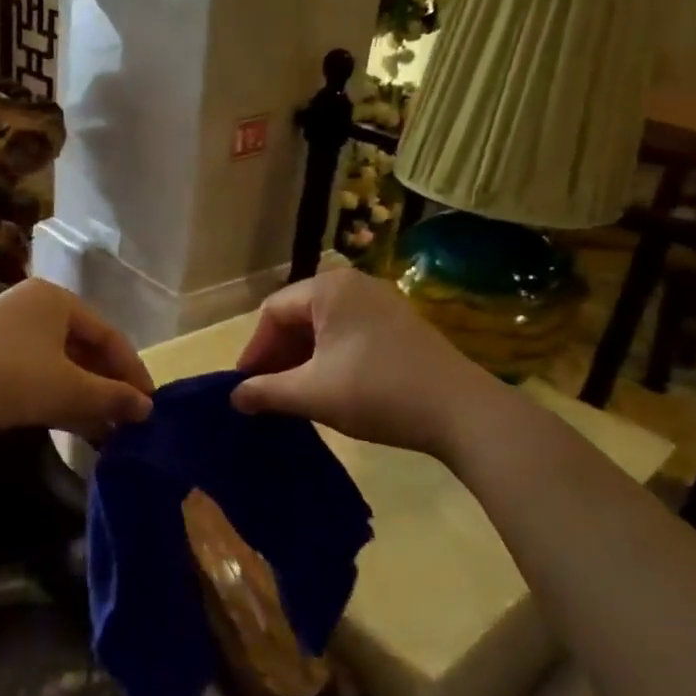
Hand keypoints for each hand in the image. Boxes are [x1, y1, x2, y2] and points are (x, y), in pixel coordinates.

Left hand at [0, 278, 153, 445]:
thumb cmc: (8, 377)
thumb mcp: (68, 389)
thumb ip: (112, 398)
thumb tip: (148, 410)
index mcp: (57, 300)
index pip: (109, 335)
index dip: (133, 371)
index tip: (150, 404)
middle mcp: (35, 308)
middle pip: (86, 350)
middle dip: (109, 387)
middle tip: (130, 420)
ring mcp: (9, 334)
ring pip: (62, 366)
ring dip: (87, 398)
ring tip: (109, 432)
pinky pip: (38, 376)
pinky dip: (60, 399)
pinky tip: (78, 428)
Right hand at [231, 270, 491, 457]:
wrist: (460, 411)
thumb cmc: (377, 392)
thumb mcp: (312, 393)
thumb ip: (267, 392)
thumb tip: (234, 397)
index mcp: (329, 289)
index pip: (273, 311)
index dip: (254, 349)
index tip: (246, 386)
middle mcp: (355, 284)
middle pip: (299, 315)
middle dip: (278, 354)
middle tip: (268, 392)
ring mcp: (382, 303)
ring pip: (324, 326)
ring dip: (303, 358)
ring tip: (295, 394)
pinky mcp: (400, 325)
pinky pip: (350, 333)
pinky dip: (330, 357)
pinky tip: (330, 387)